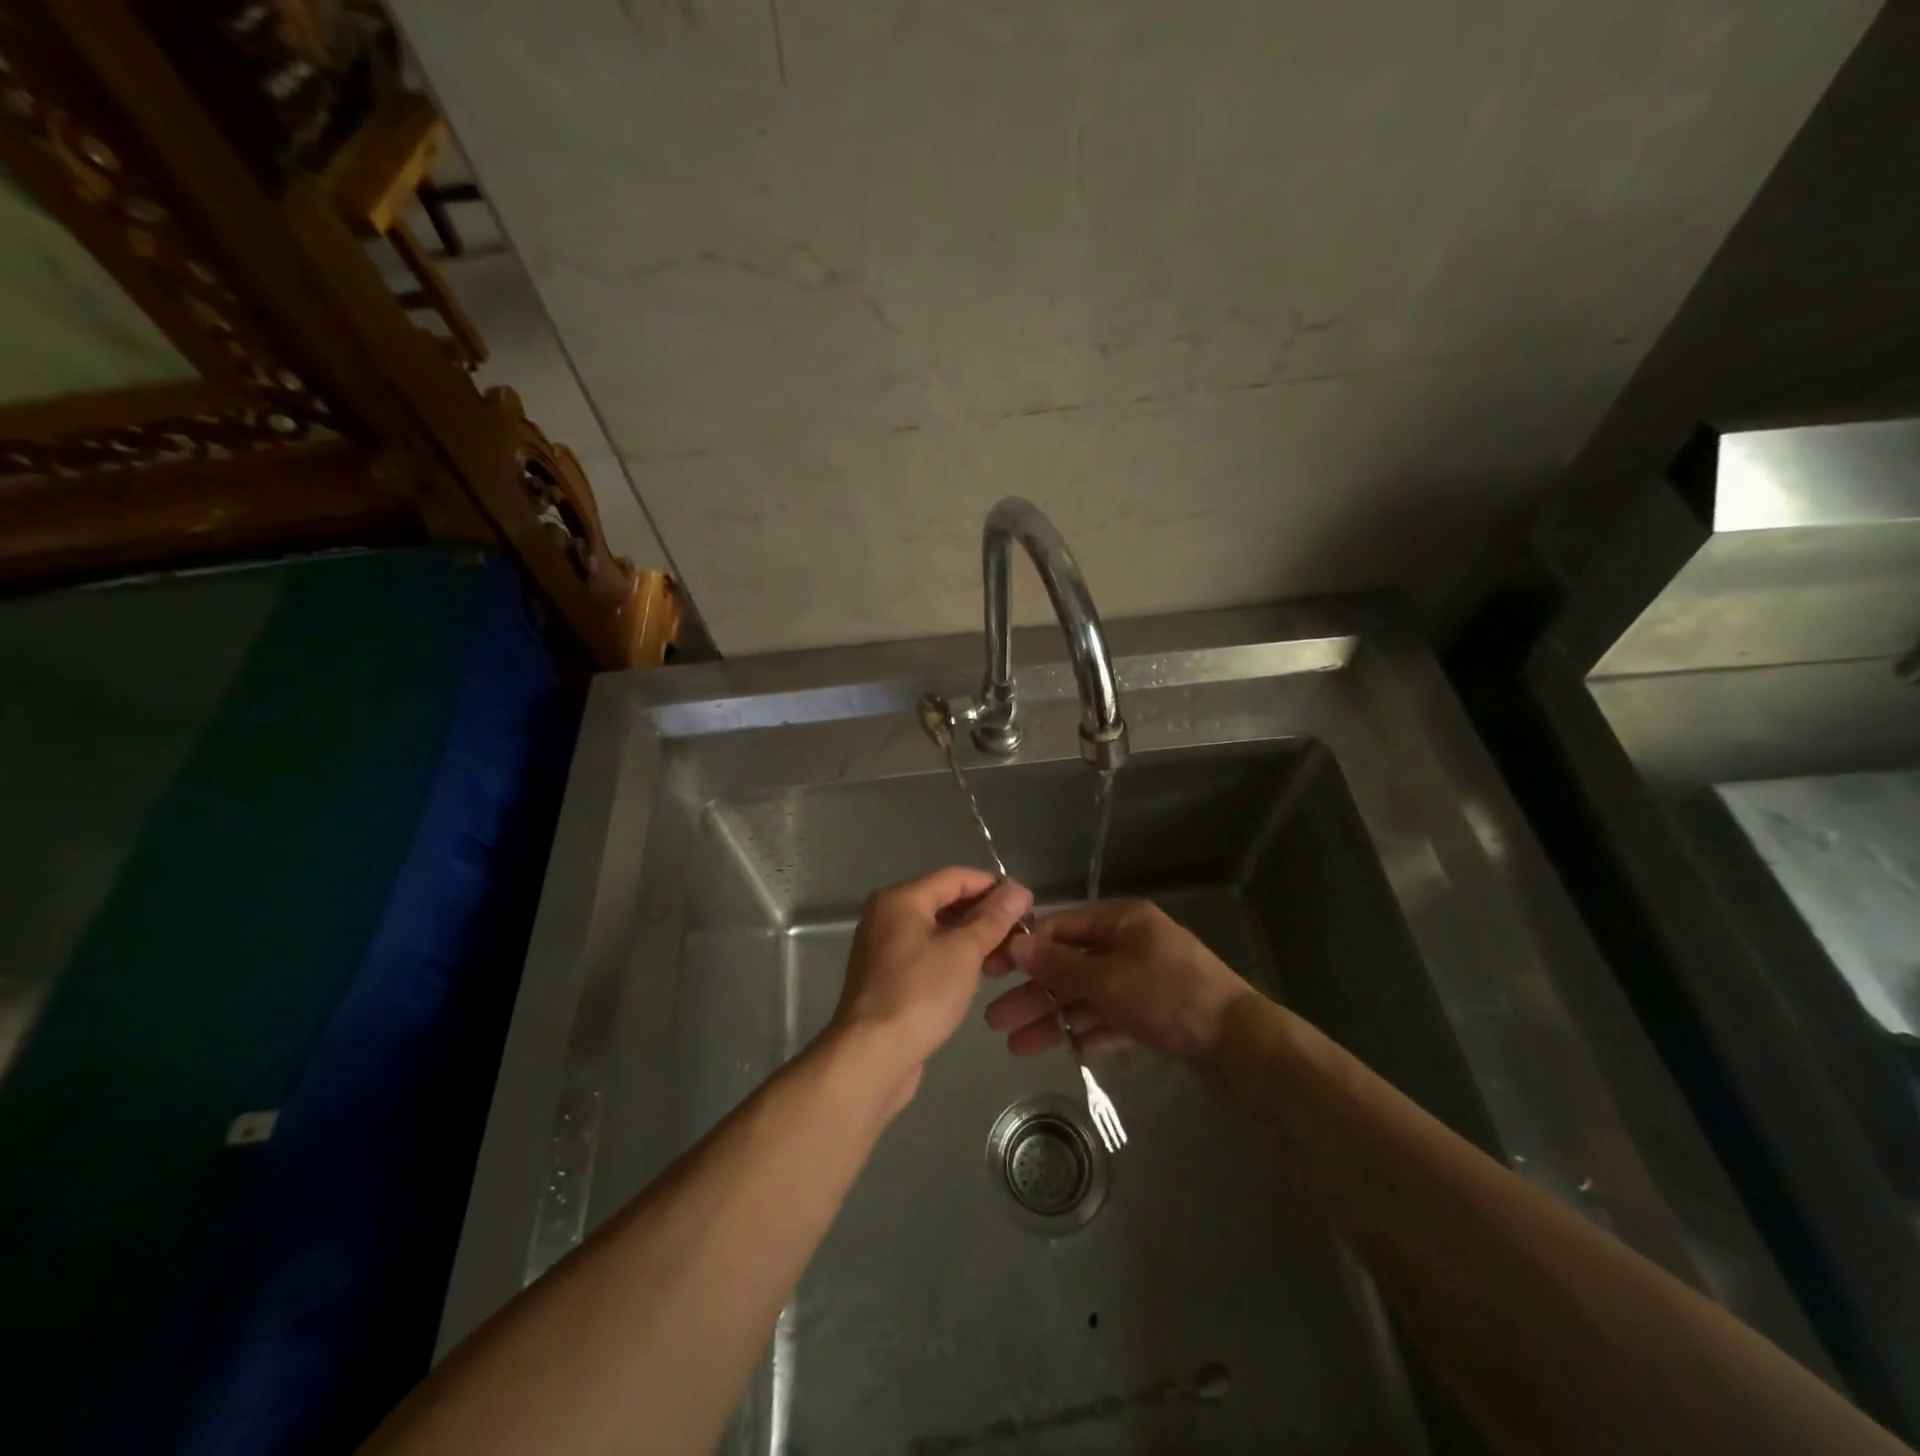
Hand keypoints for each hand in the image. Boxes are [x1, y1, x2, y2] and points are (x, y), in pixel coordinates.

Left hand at [830, 867, 1032, 1107]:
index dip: (994, 886)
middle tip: (1022, 934)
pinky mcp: (887, 977)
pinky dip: (953, 958)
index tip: (1028, 903)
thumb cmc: (920, 993)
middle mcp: (887, 915)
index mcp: (901, 898)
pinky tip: (979, 975)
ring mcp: (884, 947)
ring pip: (937, 931)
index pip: (956, 877)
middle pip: (945, 902)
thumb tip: (1018, 889)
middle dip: (985, 916)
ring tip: (1008, 959)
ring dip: (972, 940)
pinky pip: (927, 954)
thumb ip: (993, 918)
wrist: (872, 1056)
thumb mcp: (964, 951)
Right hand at [983, 899, 1253, 1066]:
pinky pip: (1108, 1018)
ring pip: (1086, 996)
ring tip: (1014, 1045)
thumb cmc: (1168, 995)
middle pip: (1070, 966)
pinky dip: (1085, 1032)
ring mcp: (1142, 980)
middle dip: (1033, 993)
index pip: (1061, 928)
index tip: (990, 969)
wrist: (1239, 1043)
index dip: (1024, 949)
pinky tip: (1059, 1051)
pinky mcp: (1153, 1014)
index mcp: (1121, 921)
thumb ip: (1058, 965)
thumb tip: (1014, 945)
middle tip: (994, 1018)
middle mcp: (1129, 945)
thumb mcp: (1107, 978)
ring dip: (1053, 1018)